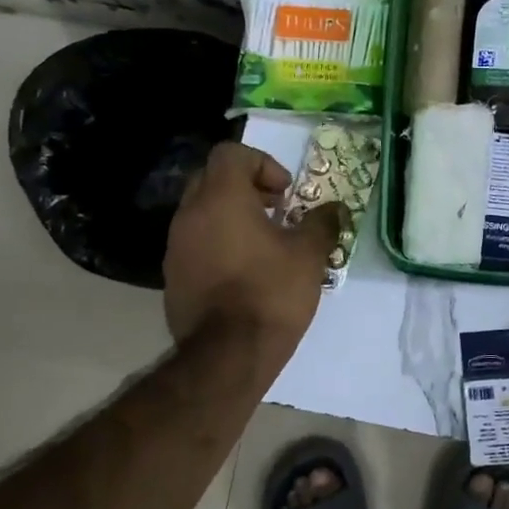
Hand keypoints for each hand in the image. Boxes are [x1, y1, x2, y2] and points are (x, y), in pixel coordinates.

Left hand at [163, 142, 345, 358]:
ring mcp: (176, 247)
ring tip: (263, 243)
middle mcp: (190, 214)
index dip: (262, 164)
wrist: (227, 355)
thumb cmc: (271, 293)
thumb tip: (335, 209)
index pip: (231, 153)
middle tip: (276, 211)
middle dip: (246, 187)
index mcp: (221, 198)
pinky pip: (196, 243)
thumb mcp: (309, 255)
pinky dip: (218, 243)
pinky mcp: (173, 276)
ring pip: (201, 212)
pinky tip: (244, 271)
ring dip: (231, 216)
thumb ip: (322, 223)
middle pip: (212, 178)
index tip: (285, 194)